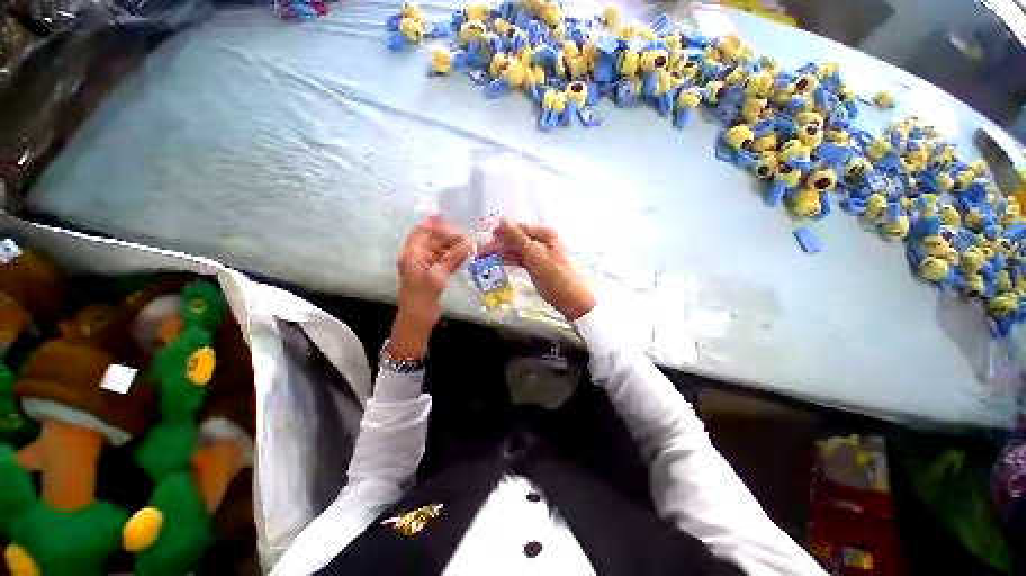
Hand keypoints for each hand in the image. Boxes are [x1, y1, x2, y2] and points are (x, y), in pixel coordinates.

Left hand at [390, 216, 471, 358]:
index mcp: (411, 255)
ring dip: (451, 246)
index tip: (453, 220)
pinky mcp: (431, 274)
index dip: (436, 224)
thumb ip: (452, 258)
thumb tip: (468, 242)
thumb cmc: (422, 300)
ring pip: (438, 250)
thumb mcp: (437, 278)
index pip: (422, 232)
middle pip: (431, 239)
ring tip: (468, 244)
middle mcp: (416, 257)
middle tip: (466, 236)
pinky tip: (463, 255)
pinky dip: (452, 257)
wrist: (416, 322)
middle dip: (447, 236)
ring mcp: (424, 266)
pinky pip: (442, 260)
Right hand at [482, 218, 594, 320]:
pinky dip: (508, 260)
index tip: (482, 241)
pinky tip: (497, 264)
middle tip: (479, 255)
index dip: (499, 233)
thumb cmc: (555, 278)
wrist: (570, 300)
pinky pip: (519, 257)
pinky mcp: (536, 263)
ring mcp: (538, 251)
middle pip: (514, 237)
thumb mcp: (535, 257)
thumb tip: (502, 219)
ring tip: (482, 260)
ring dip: (500, 253)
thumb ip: (518, 238)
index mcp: (544, 233)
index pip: (516, 227)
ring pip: (515, 248)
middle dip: (497, 245)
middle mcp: (541, 239)